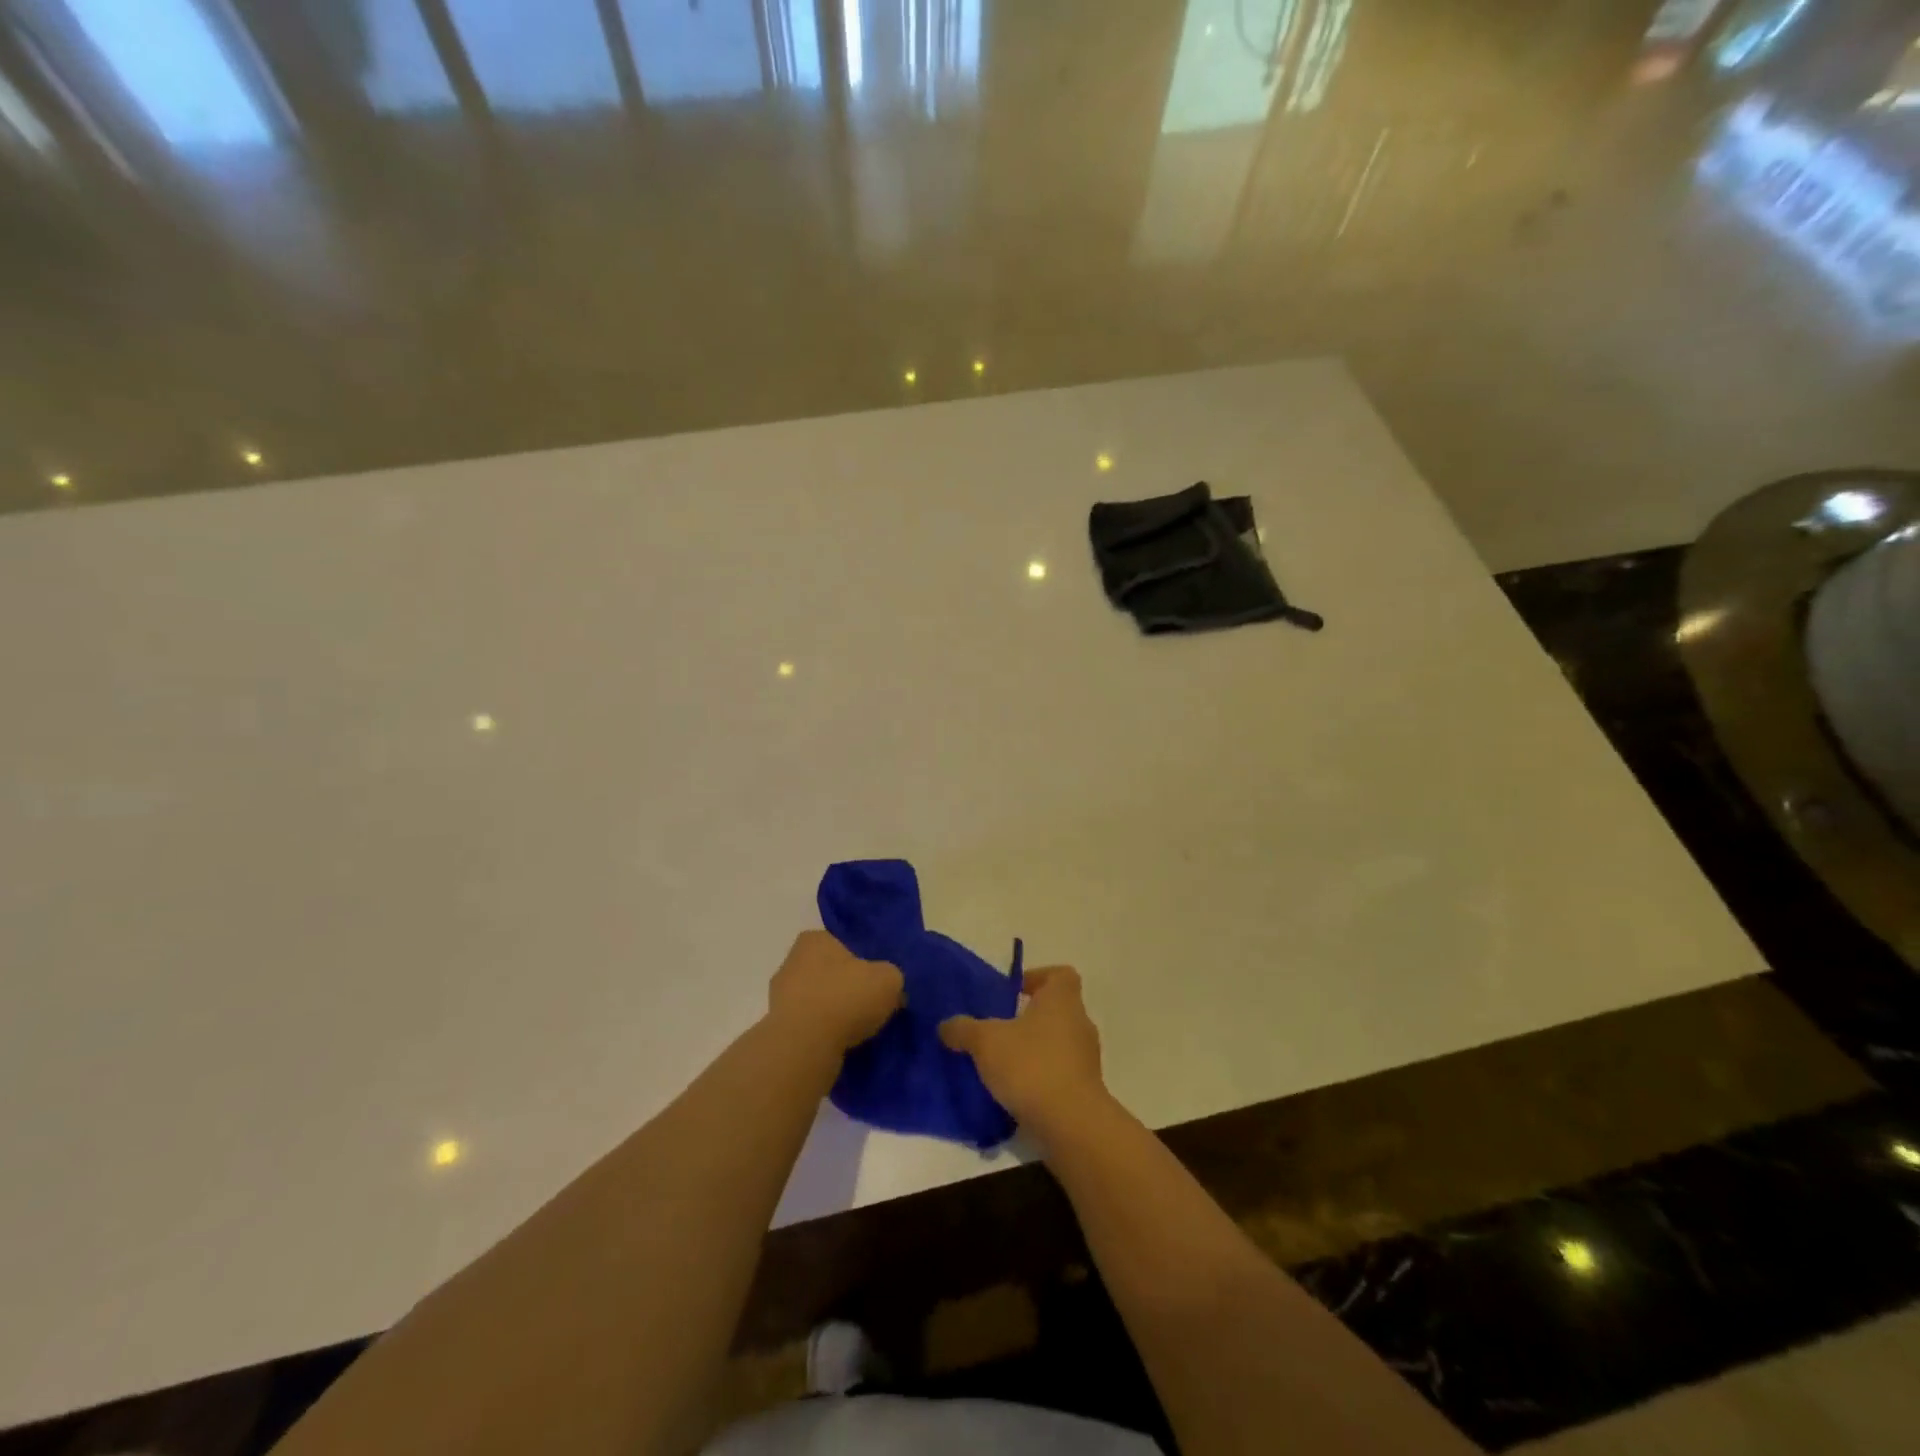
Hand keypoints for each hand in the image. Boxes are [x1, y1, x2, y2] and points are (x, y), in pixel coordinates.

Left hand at [768, 930, 902, 1053]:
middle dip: (846, 986)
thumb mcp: (888, 980)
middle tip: (871, 1004)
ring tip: (859, 1030)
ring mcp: (780, 997)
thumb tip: (891, 990)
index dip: (861, 960)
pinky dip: (823, 1033)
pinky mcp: (777, 1028)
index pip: (840, 942)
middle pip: (828, 972)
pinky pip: (808, 1026)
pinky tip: (841, 1045)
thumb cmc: (845, 999)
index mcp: (814, 940)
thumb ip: (892, 976)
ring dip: (834, 1012)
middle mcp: (791, 962)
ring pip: (817, 1000)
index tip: (876, 979)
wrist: (804, 1047)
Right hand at [939, 966, 1106, 1130]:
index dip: (1037, 978)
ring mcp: (1086, 1058)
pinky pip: (1060, 1073)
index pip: (1060, 975)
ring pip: (1058, 1043)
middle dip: (1028, 1019)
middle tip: (999, 1030)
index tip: (1013, 993)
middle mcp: (1080, 1022)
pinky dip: (1041, 1078)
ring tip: (1002, 1065)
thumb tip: (946, 1025)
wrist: (1071, 1124)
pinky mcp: (1085, 1090)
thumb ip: (964, 1029)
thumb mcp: (986, 1042)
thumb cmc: (1031, 1065)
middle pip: (1056, 1010)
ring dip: (1034, 1050)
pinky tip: (1016, 1093)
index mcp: (1061, 999)